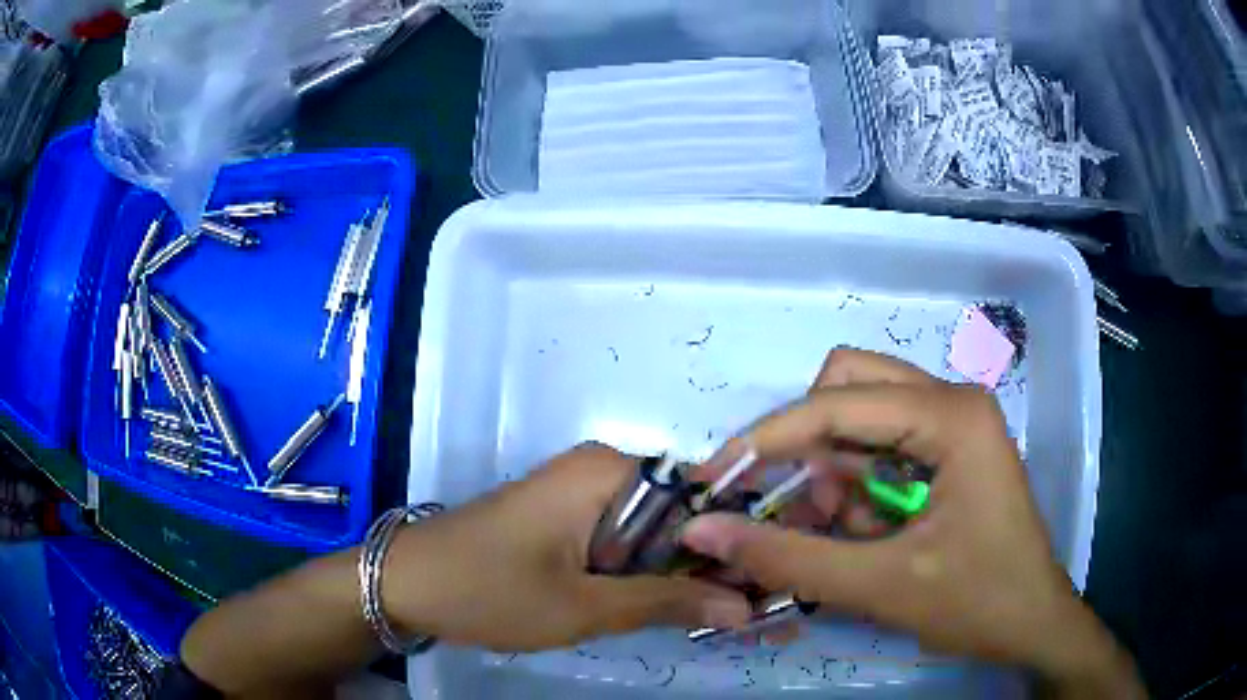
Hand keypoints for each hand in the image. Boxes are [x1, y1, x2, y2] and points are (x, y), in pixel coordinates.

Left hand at [382, 443, 751, 651]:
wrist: (405, 583)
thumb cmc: (489, 589)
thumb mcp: (584, 606)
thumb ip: (667, 603)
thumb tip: (745, 607)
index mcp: (609, 470)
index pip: (702, 495)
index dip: (736, 542)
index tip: (764, 587)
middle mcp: (600, 469)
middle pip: (679, 516)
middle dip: (707, 566)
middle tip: (742, 614)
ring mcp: (580, 493)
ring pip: (652, 533)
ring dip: (676, 575)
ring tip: (711, 617)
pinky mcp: (564, 518)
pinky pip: (622, 541)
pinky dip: (642, 574)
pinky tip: (659, 608)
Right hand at [681, 349, 1143, 696]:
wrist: (1033, 625)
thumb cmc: (976, 603)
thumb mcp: (879, 586)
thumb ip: (787, 557)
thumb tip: (702, 529)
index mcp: (951, 416)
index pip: (836, 405)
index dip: (766, 440)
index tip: (713, 479)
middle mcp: (952, 401)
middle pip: (849, 387)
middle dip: (809, 445)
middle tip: (797, 504)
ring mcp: (954, 422)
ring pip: (862, 417)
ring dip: (836, 472)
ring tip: (845, 533)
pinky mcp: (950, 448)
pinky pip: (882, 446)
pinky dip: (859, 485)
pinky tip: (868, 531)